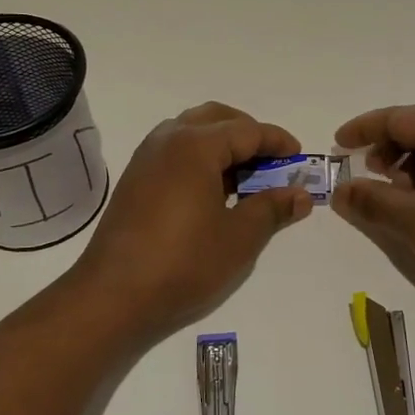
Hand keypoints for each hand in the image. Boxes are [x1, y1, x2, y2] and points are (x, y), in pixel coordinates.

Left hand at [67, 102, 312, 341]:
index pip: (247, 131)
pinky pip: (174, 150)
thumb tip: (300, 195)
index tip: (299, 158)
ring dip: (221, 143)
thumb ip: (272, 208)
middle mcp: (168, 140)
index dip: (277, 142)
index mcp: (196, 145)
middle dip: (248, 133)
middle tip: (271, 161)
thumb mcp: (239, 237)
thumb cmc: (184, 263)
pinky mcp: (134, 179)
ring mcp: (146, 158)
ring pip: (191, 130)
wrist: (113, 296)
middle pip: (216, 118)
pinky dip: (199, 157)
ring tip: (244, 177)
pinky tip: (212, 190)